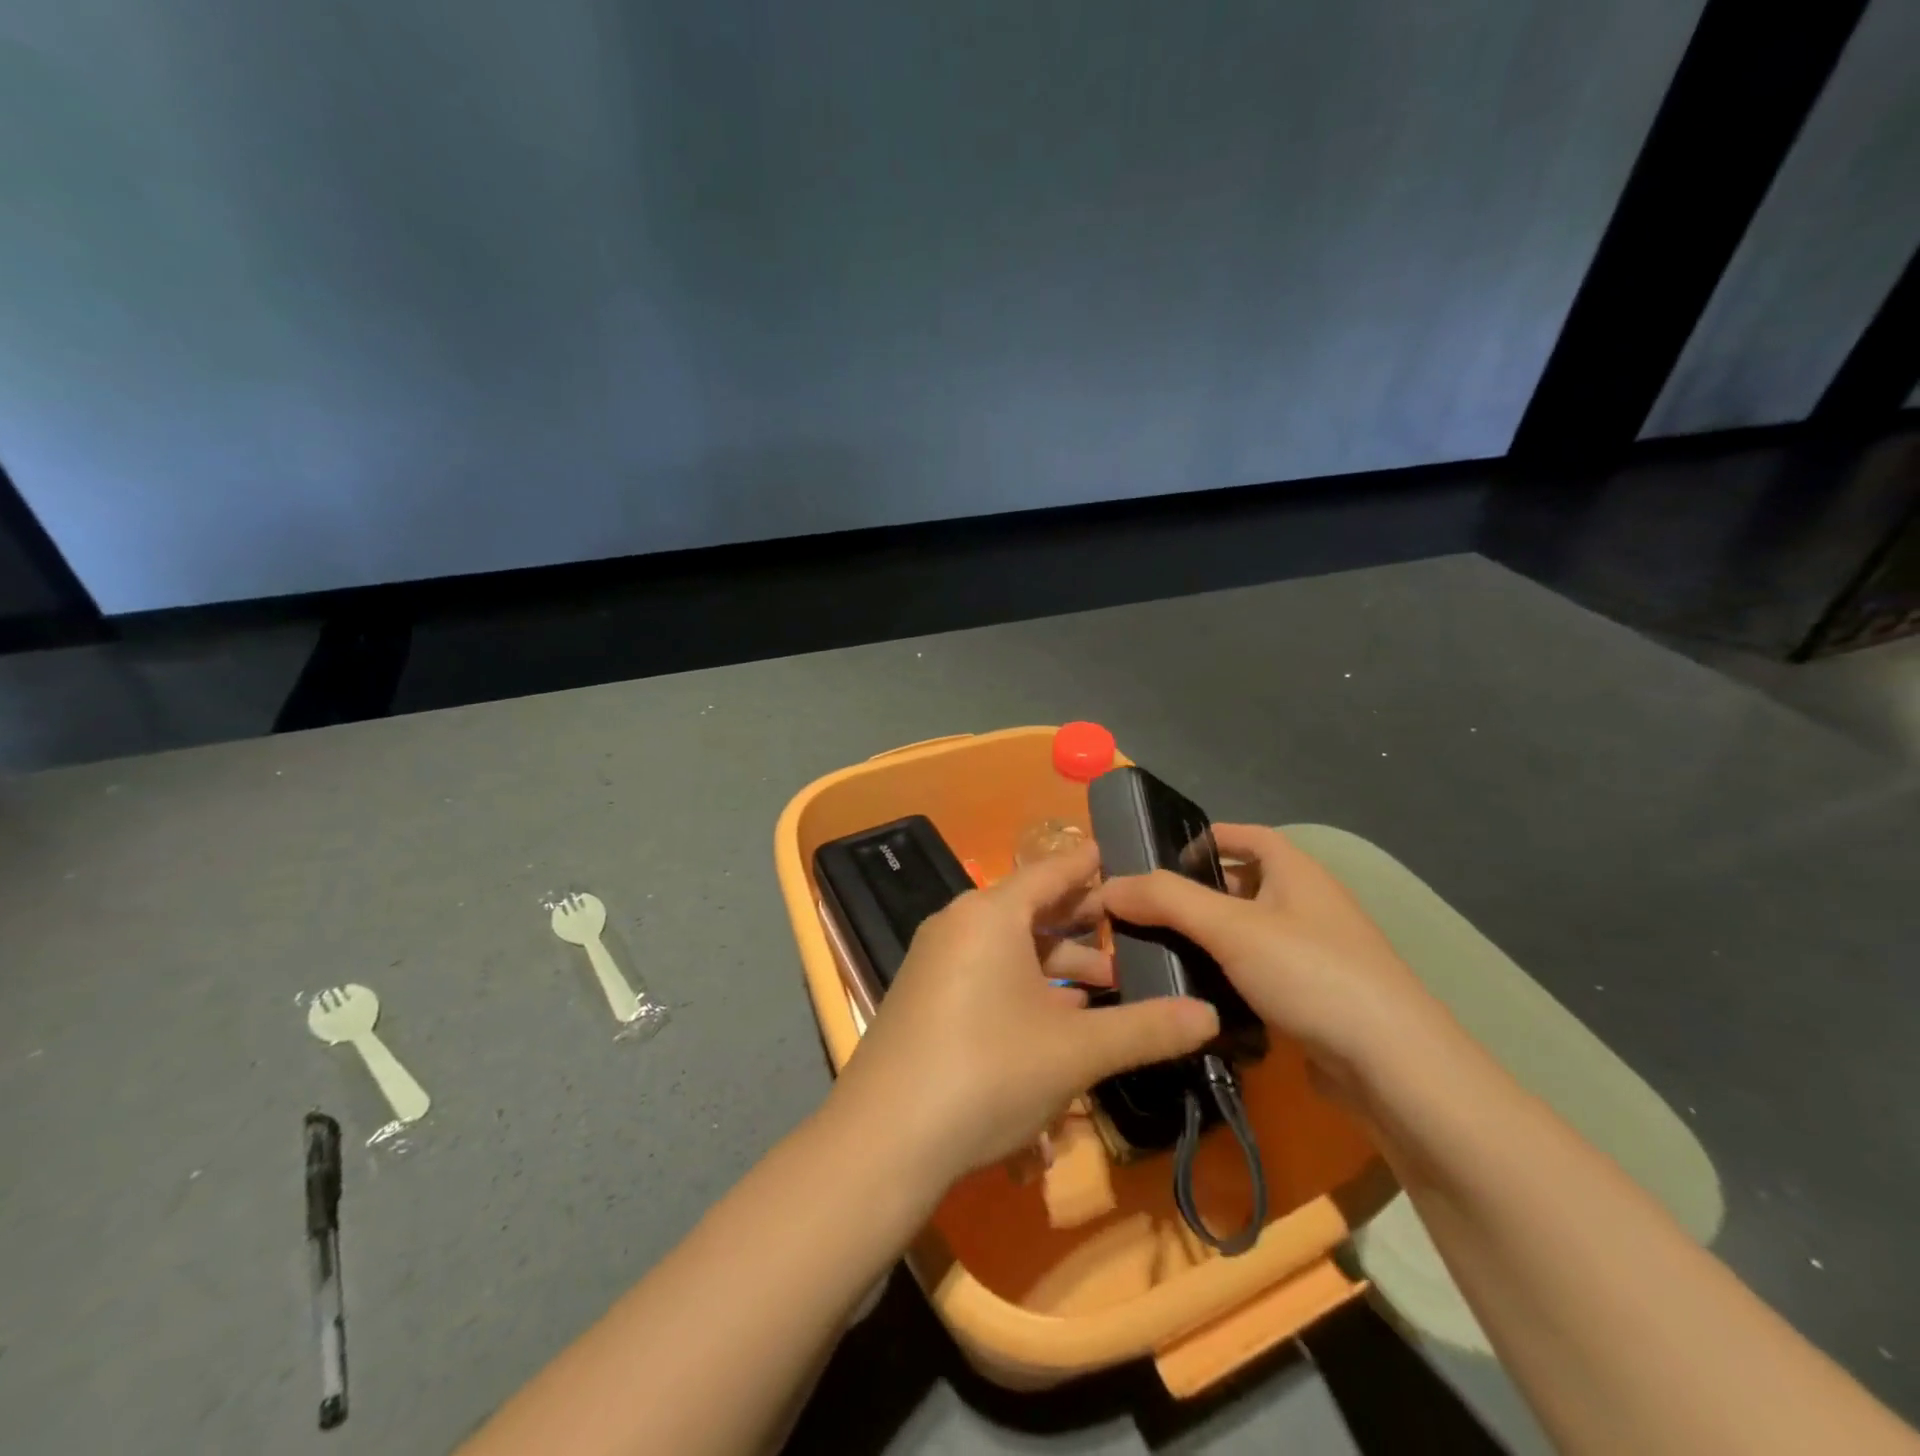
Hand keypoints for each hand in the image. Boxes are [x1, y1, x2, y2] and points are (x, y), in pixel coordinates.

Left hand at [831, 842, 1217, 1187]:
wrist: (883, 1140)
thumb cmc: (987, 1073)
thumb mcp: (1075, 1051)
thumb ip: (1146, 1029)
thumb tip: (1210, 1015)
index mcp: (990, 914)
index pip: (1051, 872)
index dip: (1090, 865)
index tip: (1122, 858)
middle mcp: (958, 925)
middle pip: (1030, 909)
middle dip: (1082, 924)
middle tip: (1132, 933)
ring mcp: (935, 960)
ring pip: (1008, 946)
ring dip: (1057, 963)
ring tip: (1105, 986)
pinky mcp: (924, 996)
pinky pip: (984, 972)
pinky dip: (1024, 984)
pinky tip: (1055, 1018)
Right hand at [1098, 824, 1440, 1091]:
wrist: (1394, 1067)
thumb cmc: (1311, 973)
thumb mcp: (1230, 927)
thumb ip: (1166, 900)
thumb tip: (1108, 885)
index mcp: (1295, 870)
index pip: (1243, 835)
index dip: (1202, 838)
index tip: (1153, 859)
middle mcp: (1307, 903)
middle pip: (1240, 884)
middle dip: (1193, 894)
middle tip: (1142, 912)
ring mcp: (1314, 953)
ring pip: (1246, 933)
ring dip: (1206, 939)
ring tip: (1156, 952)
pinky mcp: (1313, 997)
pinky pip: (1258, 973)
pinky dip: (1227, 977)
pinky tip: (1195, 995)